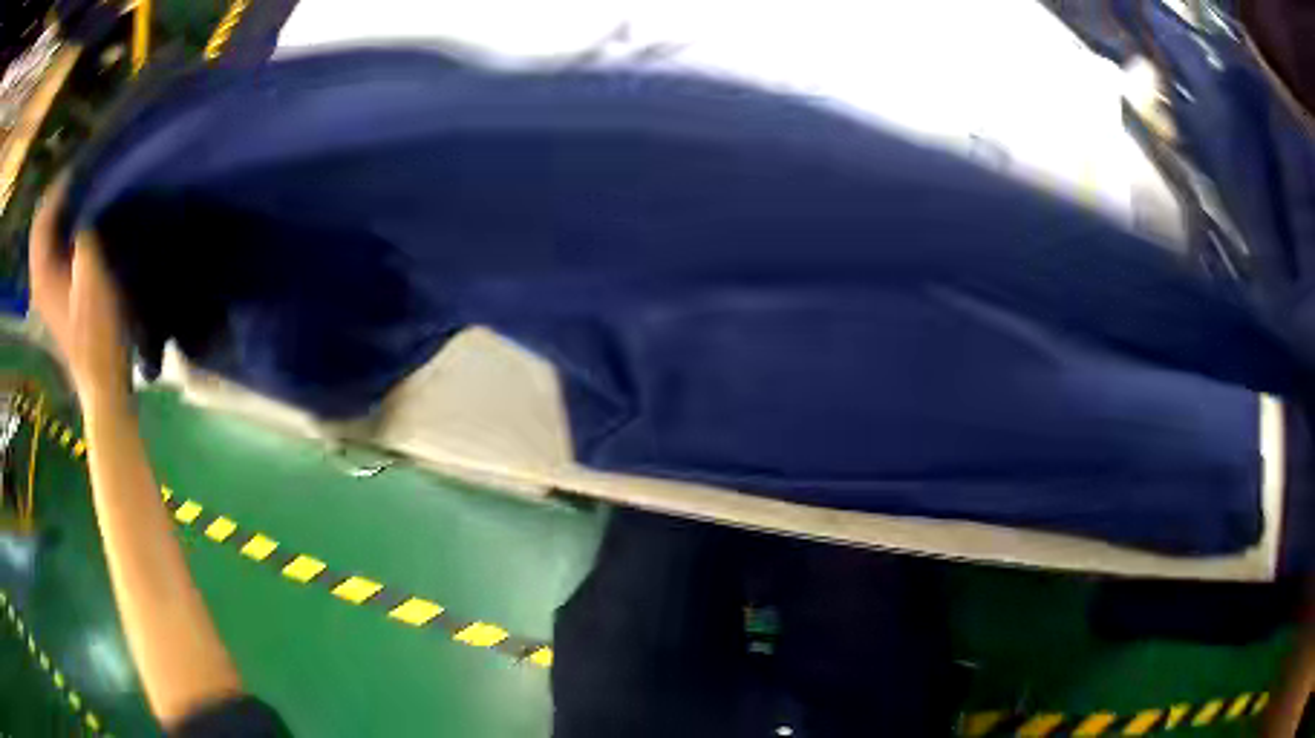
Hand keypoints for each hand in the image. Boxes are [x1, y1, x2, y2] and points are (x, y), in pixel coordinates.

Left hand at [28, 179, 129, 402]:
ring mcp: (45, 294)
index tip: (80, 168)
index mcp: (42, 274)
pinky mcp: (54, 300)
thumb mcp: (94, 274)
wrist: (102, 383)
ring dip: (60, 216)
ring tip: (82, 197)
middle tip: (81, 179)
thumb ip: (86, 232)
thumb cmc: (98, 332)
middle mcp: (39, 281)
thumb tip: (88, 200)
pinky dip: (62, 235)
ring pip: (45, 241)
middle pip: (41, 228)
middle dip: (57, 200)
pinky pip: (51, 255)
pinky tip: (79, 229)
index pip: (41, 218)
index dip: (57, 189)